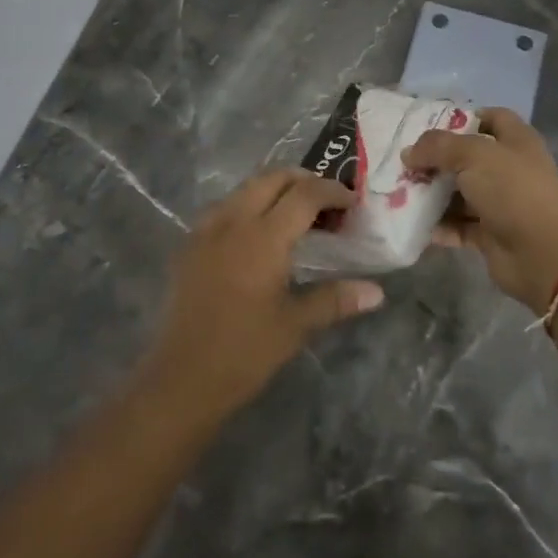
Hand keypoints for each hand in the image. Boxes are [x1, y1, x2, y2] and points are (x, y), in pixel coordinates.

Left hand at [142, 170, 383, 416]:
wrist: (181, 380)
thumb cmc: (244, 352)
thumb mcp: (295, 326)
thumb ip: (335, 300)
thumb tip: (376, 291)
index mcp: (264, 237)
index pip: (305, 194)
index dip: (332, 191)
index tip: (353, 202)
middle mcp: (233, 221)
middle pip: (272, 178)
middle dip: (303, 180)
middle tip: (327, 202)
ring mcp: (206, 231)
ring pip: (245, 188)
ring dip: (274, 190)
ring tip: (296, 215)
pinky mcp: (189, 245)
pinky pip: (224, 208)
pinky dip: (248, 205)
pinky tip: (258, 235)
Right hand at [403, 108, 557, 313]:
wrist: (544, 254)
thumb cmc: (513, 191)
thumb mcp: (474, 155)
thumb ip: (438, 147)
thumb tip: (409, 152)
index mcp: (516, 141)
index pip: (491, 118)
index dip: (464, 118)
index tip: (430, 126)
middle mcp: (509, 169)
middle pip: (467, 158)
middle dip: (436, 160)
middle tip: (404, 163)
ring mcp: (500, 203)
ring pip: (459, 193)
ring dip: (432, 194)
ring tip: (398, 193)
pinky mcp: (489, 234)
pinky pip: (457, 226)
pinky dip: (438, 226)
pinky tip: (413, 223)